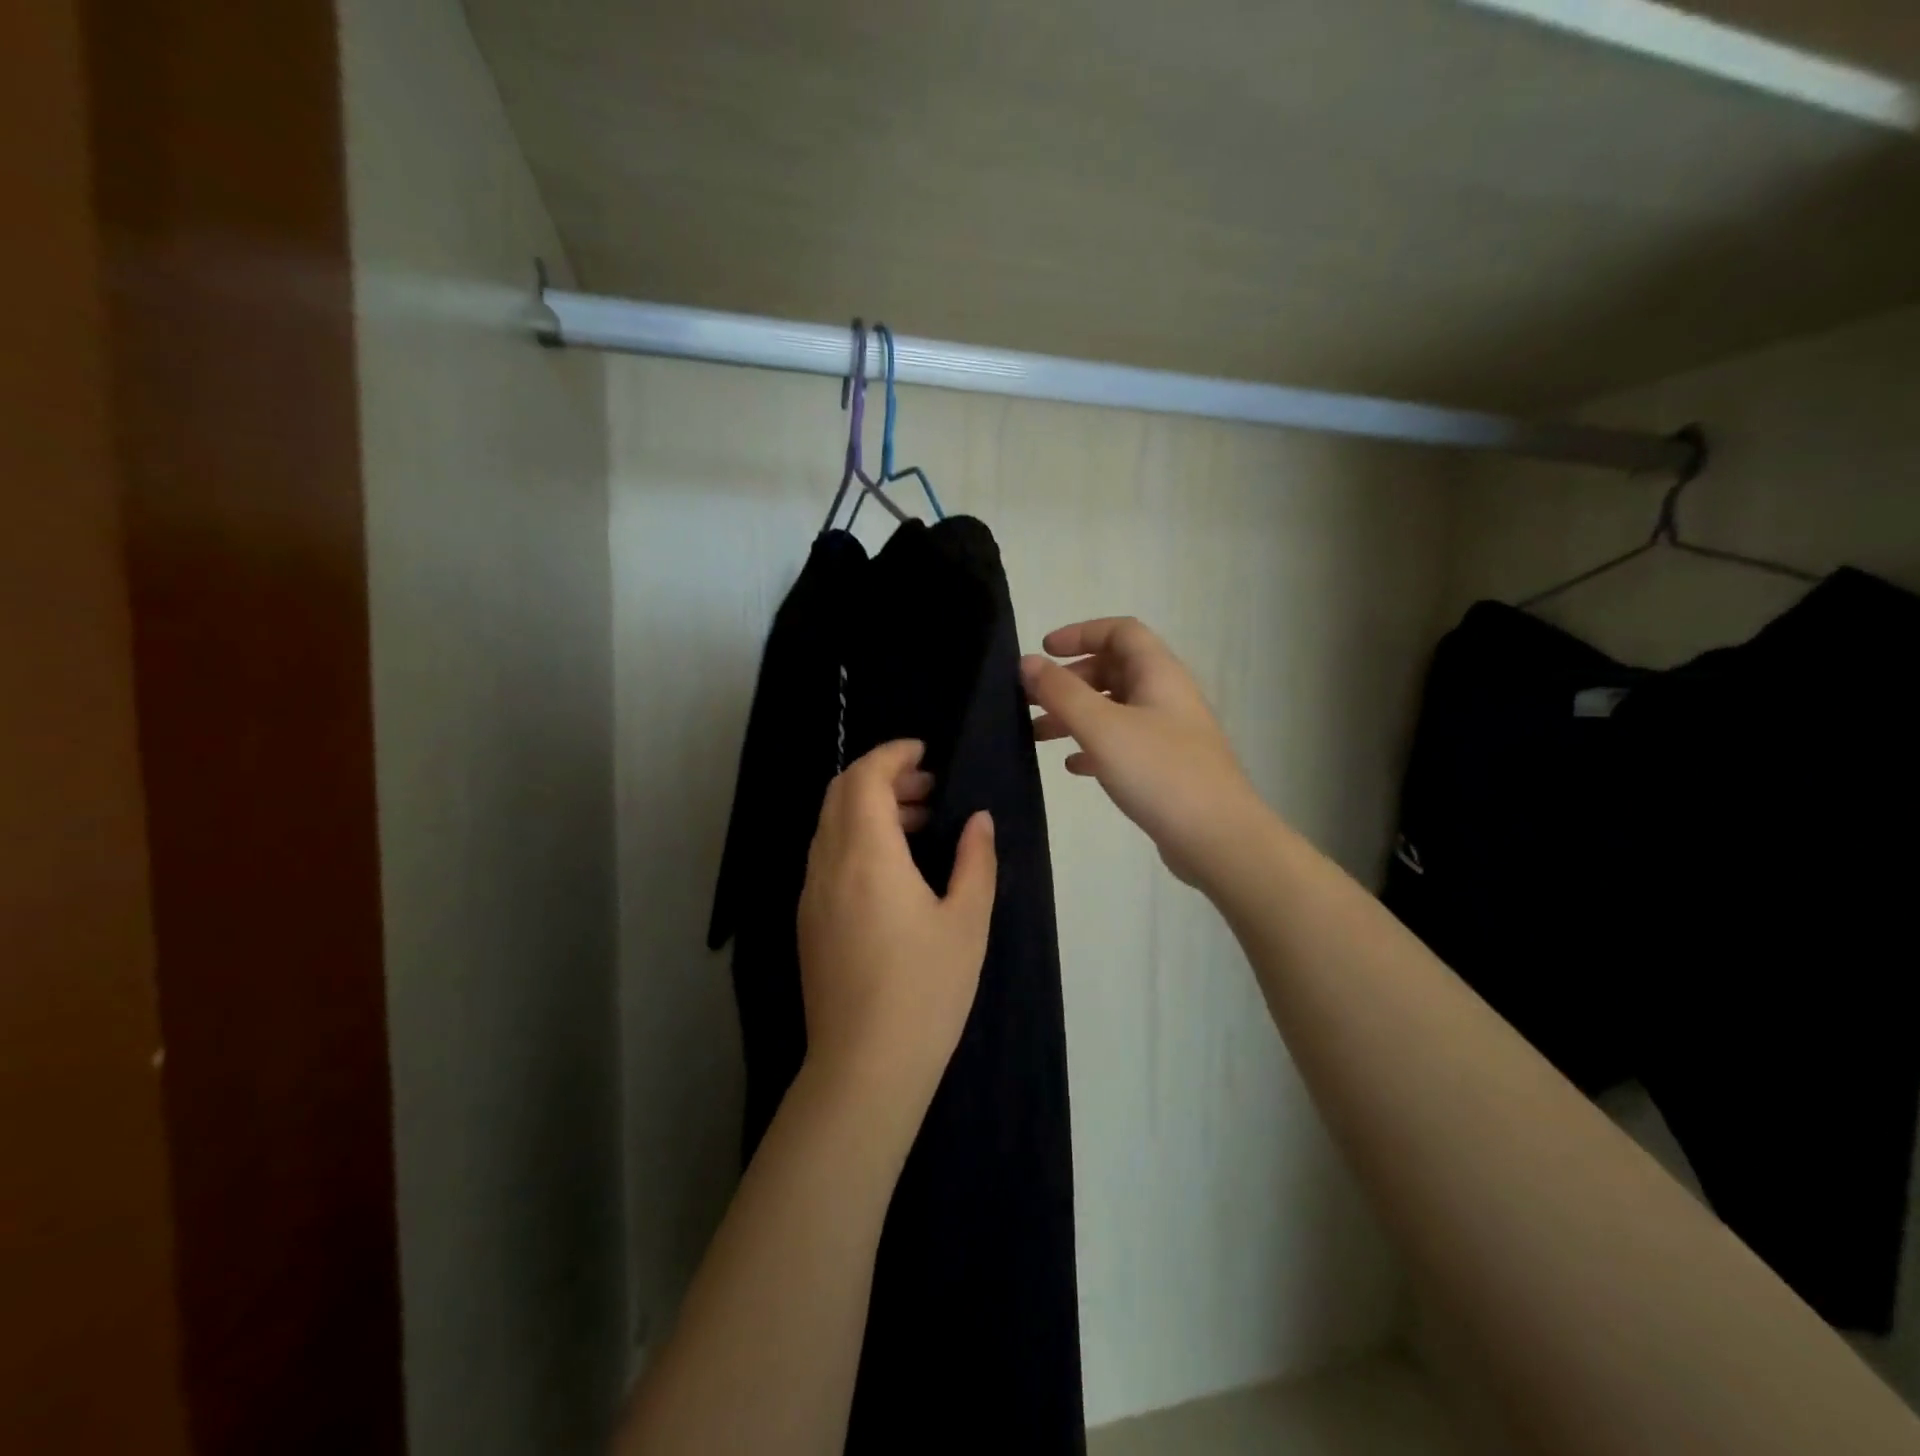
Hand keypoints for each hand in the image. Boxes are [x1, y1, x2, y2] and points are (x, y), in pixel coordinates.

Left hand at [797, 741, 997, 1123]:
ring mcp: (811, 894)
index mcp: (867, 855)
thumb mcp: (967, 922)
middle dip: (882, 777)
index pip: (864, 778)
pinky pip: (826, 856)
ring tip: (919, 825)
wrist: (865, 1067)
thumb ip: (975, 860)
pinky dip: (855, 839)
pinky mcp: (808, 921)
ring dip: (868, 808)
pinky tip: (893, 869)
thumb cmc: (925, 990)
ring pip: (830, 825)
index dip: (893, 754)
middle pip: (840, 793)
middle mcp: (828, 864)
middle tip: (929, 789)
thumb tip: (979, 820)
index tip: (925, 751)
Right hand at [1023, 617, 1260, 887]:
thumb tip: (1027, 661)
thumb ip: (1061, 692)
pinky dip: (1094, 747)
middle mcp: (1166, 696)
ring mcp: (1169, 734)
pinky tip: (1073, 767)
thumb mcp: (1102, 727)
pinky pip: (1123, 745)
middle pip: (1114, 670)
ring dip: (1075, 715)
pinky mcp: (1166, 768)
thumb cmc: (1160, 773)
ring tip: (1037, 735)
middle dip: (1070, 680)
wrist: (1218, 839)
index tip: (1043, 652)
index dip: (1080, 633)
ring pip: (1114, 709)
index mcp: (1159, 674)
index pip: (1120, 632)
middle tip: (1030, 699)